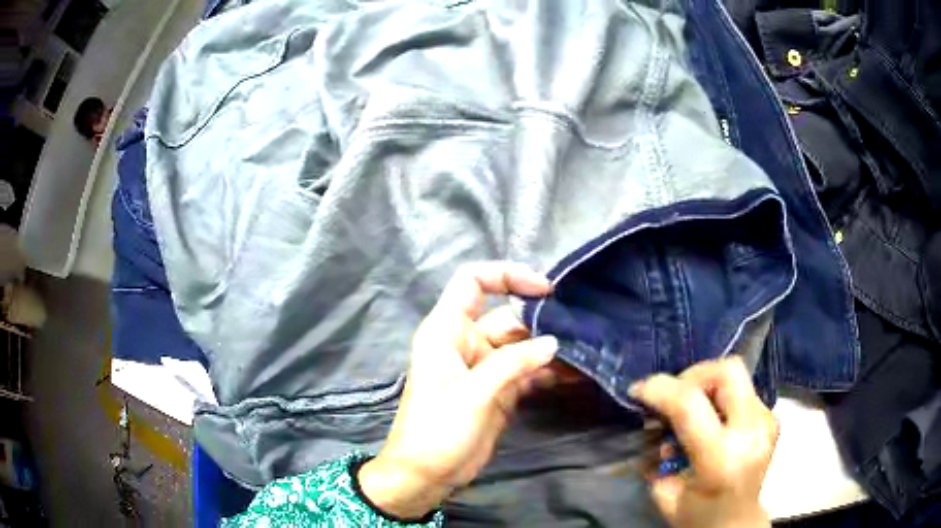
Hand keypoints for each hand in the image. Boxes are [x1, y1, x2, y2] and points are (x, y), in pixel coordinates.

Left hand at [358, 262, 558, 518]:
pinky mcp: (499, 390)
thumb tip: (553, 343)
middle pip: (507, 317)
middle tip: (581, 329)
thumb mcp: (473, 393)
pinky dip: (547, 372)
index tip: (545, 289)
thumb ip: (513, 364)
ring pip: (522, 346)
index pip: (473, 282)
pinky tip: (574, 375)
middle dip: (542, 321)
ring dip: (550, 349)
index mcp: (447, 330)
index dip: (506, 275)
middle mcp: (467, 342)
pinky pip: (527, 372)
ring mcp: (485, 368)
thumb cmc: (437, 429)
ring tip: (586, 350)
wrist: (427, 475)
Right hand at [630, 357, 778, 527]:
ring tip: (690, 409)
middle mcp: (751, 432)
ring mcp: (766, 421)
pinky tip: (709, 418)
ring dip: (706, 384)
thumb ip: (657, 455)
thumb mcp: (665, 494)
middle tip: (674, 396)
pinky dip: (719, 395)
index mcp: (721, 459)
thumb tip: (652, 419)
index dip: (661, 389)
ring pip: (735, 374)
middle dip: (693, 375)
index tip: (639, 390)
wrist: (738, 523)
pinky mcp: (771, 417)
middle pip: (727, 371)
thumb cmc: (698, 516)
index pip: (690, 404)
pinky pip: (741, 389)